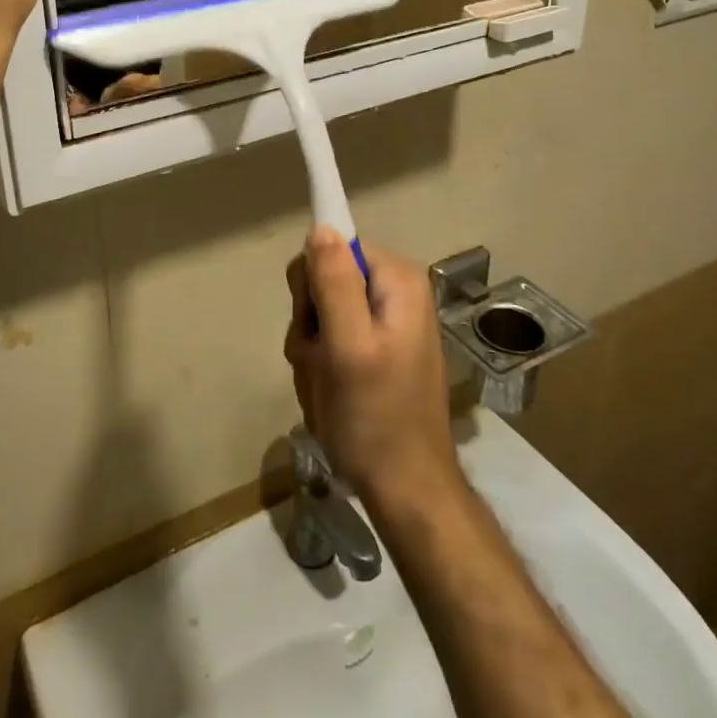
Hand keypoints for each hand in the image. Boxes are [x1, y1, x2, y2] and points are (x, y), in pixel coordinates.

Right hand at [284, 229, 462, 510]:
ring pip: (320, 313)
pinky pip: (331, 339)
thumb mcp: (348, 347)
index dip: (313, 285)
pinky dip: (321, 366)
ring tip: (329, 385)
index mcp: (397, 280)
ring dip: (312, 350)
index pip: (331, 247)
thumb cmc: (376, 418)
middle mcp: (395, 292)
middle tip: (324, 362)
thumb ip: (333, 282)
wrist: (406, 490)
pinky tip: (332, 394)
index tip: (318, 325)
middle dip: (310, 323)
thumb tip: (321, 227)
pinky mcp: (376, 349)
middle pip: (323, 280)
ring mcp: (386, 323)